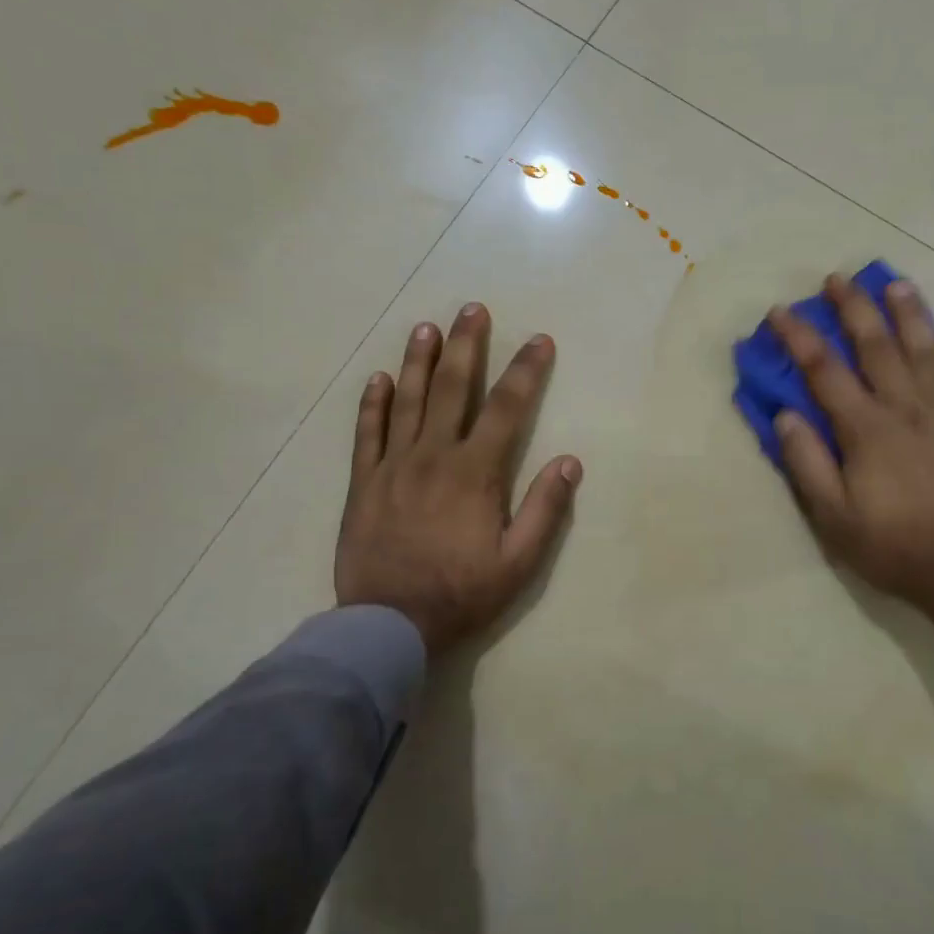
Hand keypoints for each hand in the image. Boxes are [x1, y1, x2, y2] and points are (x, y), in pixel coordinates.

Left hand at [336, 303, 581, 653]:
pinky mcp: (364, 483)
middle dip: (467, 346)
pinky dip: (373, 403)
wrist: (388, 624)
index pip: (507, 409)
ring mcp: (393, 466)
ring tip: (426, 327)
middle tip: (473, 309)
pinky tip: (379, 378)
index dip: (526, 371)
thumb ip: (545, 510)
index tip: (539, 340)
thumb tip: (569, 461)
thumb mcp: (518, 563)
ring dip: (419, 361)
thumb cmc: (461, 594)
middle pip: (453, 389)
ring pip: (408, 401)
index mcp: (475, 473)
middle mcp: (434, 456)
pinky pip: (367, 433)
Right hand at [766, 275, 933, 653]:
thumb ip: (807, 463)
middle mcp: (907, 409)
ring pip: (927, 352)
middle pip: (877, 346)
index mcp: (866, 429)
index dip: (800, 337)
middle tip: (838, 278)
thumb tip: (785, 416)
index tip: (781, 311)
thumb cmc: (894, 546)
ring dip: (909, 315)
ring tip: (896, 285)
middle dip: (854, 308)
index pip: (825, 371)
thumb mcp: (833, 517)